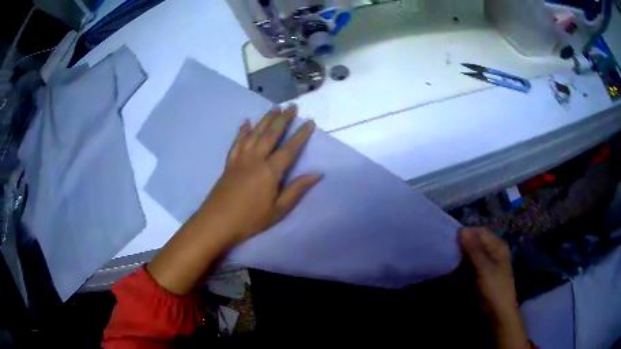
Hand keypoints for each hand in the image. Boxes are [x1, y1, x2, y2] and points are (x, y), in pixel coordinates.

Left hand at [201, 105, 321, 243]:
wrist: (217, 222)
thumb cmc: (250, 219)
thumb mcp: (278, 210)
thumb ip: (296, 190)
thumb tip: (317, 174)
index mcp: (270, 171)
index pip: (290, 148)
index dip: (301, 134)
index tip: (310, 121)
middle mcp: (255, 159)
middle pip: (271, 134)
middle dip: (283, 119)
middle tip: (291, 106)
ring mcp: (240, 159)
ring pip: (254, 133)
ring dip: (265, 119)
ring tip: (274, 108)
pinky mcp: (229, 163)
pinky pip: (237, 142)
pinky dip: (242, 131)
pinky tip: (246, 122)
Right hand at [459, 227, 529, 348]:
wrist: (498, 312)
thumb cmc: (494, 288)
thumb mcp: (484, 268)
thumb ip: (473, 249)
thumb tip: (461, 230)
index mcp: (497, 245)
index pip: (480, 232)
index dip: (467, 233)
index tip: (451, 240)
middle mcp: (493, 251)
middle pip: (476, 242)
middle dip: (463, 245)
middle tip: (448, 250)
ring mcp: (487, 263)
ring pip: (472, 253)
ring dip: (462, 255)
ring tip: (449, 259)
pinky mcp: (481, 273)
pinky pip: (471, 264)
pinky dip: (463, 264)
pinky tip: (455, 268)